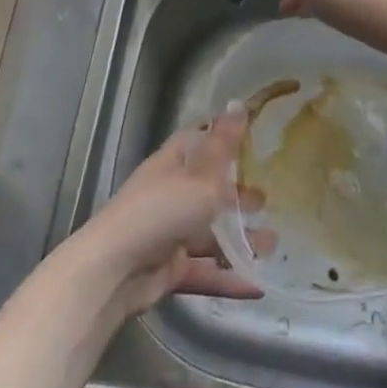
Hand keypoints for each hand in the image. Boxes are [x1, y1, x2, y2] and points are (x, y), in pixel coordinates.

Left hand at [68, 107, 263, 318]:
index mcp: (172, 163)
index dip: (223, 137)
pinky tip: (258, 285)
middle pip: (207, 189)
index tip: (254, 138)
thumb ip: (224, 146)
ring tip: (271, 245)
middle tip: (267, 201)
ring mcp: (168, 232)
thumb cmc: (162, 211)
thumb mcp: (201, 176)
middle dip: (237, 195)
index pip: (198, 140)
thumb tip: (239, 103)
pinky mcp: (169, 268)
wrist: (115, 271)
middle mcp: (170, 194)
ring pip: (209, 233)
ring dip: (239, 239)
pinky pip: (205, 270)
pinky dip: (229, 277)